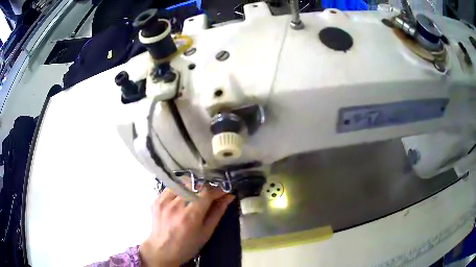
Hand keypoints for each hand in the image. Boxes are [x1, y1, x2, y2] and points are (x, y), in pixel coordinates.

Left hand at [140, 186, 234, 266]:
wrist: (161, 251)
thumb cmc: (187, 246)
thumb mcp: (206, 232)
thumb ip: (217, 212)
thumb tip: (229, 197)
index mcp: (190, 216)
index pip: (206, 192)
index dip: (217, 190)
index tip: (223, 192)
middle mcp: (176, 206)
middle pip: (194, 185)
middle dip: (206, 188)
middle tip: (210, 195)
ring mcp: (163, 201)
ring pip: (182, 183)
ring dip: (192, 187)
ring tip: (195, 197)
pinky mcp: (156, 200)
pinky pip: (171, 187)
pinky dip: (179, 190)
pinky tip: (181, 199)